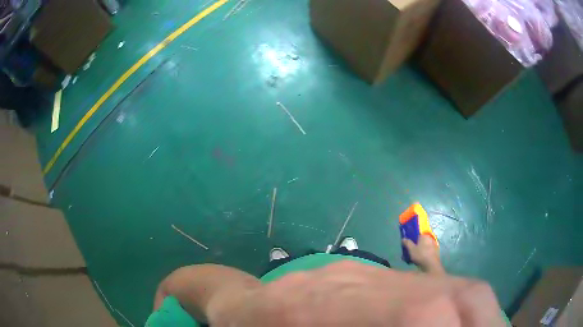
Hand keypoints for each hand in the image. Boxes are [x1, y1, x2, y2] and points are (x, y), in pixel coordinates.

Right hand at [403, 235, 443, 273]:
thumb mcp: (411, 249)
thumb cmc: (421, 255)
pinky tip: (418, 261)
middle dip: (414, 247)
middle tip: (408, 253)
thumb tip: (403, 238)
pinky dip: (422, 255)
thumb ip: (407, 243)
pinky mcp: (435, 252)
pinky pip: (426, 252)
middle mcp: (430, 239)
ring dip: (417, 252)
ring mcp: (434, 245)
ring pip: (423, 247)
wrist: (431, 265)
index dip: (411, 239)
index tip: (406, 245)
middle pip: (420, 242)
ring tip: (411, 259)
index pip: (416, 234)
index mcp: (424, 236)